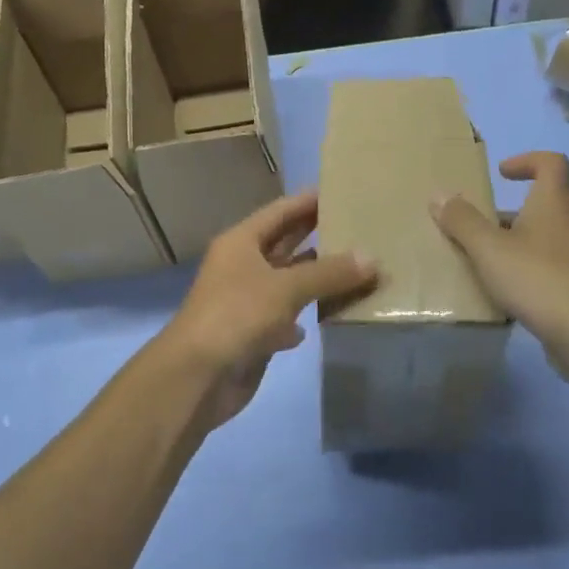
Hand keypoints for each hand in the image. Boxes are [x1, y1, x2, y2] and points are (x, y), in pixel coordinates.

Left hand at [159, 191, 376, 428]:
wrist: (197, 377)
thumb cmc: (237, 315)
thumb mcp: (286, 288)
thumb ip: (329, 273)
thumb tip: (371, 258)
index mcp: (241, 242)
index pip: (280, 211)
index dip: (307, 201)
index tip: (341, 191)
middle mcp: (242, 266)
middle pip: (284, 245)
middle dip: (317, 237)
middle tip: (358, 227)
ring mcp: (246, 302)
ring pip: (288, 282)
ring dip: (316, 279)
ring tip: (356, 269)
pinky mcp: (252, 335)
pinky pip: (285, 318)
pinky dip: (304, 316)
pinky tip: (328, 316)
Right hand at [432, 152, 568, 361]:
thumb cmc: (539, 279)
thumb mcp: (489, 249)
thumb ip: (462, 221)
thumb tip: (439, 195)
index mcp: (556, 204)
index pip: (552, 163)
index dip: (527, 161)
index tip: (501, 174)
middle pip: (545, 206)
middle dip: (512, 215)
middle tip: (481, 232)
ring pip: (550, 241)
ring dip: (522, 247)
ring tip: (491, 267)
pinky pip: (558, 271)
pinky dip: (535, 275)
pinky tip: (513, 298)